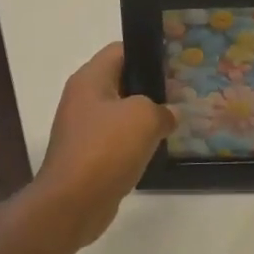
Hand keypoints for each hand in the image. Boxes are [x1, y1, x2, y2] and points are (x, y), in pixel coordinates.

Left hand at [27, 43, 174, 247]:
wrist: (72, 203)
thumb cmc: (106, 149)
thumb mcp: (144, 118)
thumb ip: (162, 109)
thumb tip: (168, 114)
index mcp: (90, 79)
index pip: (120, 50)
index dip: (148, 52)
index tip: (175, 63)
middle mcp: (83, 98)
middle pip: (121, 80)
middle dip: (151, 87)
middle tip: (181, 93)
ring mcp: (83, 128)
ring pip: (120, 112)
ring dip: (144, 117)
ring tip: (175, 120)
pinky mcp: (88, 155)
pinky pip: (116, 139)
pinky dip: (135, 142)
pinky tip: (157, 148)